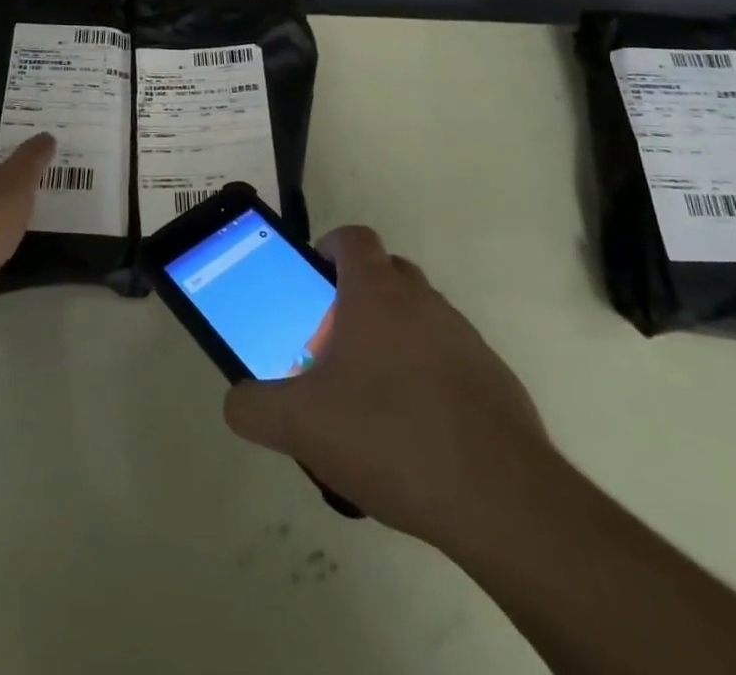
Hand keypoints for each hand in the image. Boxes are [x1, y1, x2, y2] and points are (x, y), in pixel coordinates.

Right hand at [222, 225, 562, 555]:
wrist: (499, 498)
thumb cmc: (389, 435)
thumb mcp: (300, 425)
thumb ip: (254, 407)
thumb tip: (236, 401)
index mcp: (377, 293)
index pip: (353, 238)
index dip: (329, 247)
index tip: (312, 280)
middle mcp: (423, 301)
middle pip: (387, 273)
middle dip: (357, 296)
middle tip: (333, 343)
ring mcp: (465, 338)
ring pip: (419, 317)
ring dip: (393, 338)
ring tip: (370, 397)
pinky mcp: (494, 379)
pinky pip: (450, 359)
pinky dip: (428, 377)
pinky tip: (414, 433)